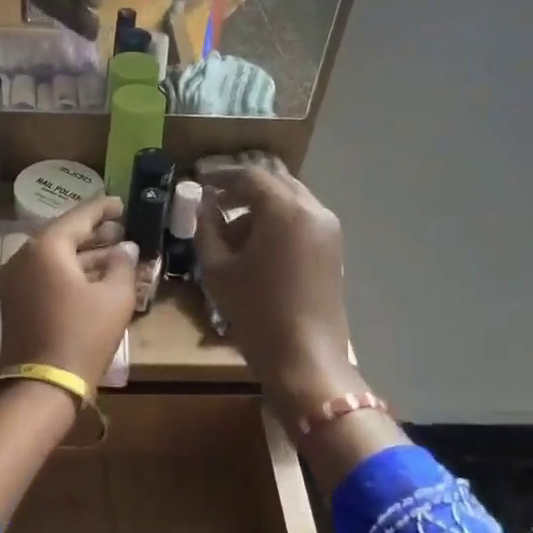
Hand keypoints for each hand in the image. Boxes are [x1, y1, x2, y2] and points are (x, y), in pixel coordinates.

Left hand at [0, 196, 136, 390]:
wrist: (43, 385)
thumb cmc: (83, 335)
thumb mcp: (114, 298)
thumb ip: (122, 264)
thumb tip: (125, 247)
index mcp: (46, 247)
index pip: (79, 216)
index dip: (103, 209)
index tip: (122, 203)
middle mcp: (23, 257)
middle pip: (63, 235)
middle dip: (94, 233)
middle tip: (121, 229)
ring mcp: (15, 280)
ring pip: (54, 258)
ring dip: (84, 255)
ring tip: (115, 254)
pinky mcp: (15, 302)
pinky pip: (45, 276)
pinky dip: (69, 273)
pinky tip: (94, 278)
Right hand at [196, 168, 357, 415]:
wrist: (304, 357)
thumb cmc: (256, 312)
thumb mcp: (218, 270)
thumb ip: (207, 230)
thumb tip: (203, 207)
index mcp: (284, 210)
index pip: (250, 177)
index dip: (221, 176)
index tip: (199, 180)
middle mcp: (313, 210)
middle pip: (276, 182)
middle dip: (244, 189)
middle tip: (215, 201)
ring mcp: (328, 229)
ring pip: (291, 200)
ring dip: (262, 206)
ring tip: (232, 233)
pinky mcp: (333, 249)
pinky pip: (302, 219)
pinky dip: (278, 222)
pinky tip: (257, 247)